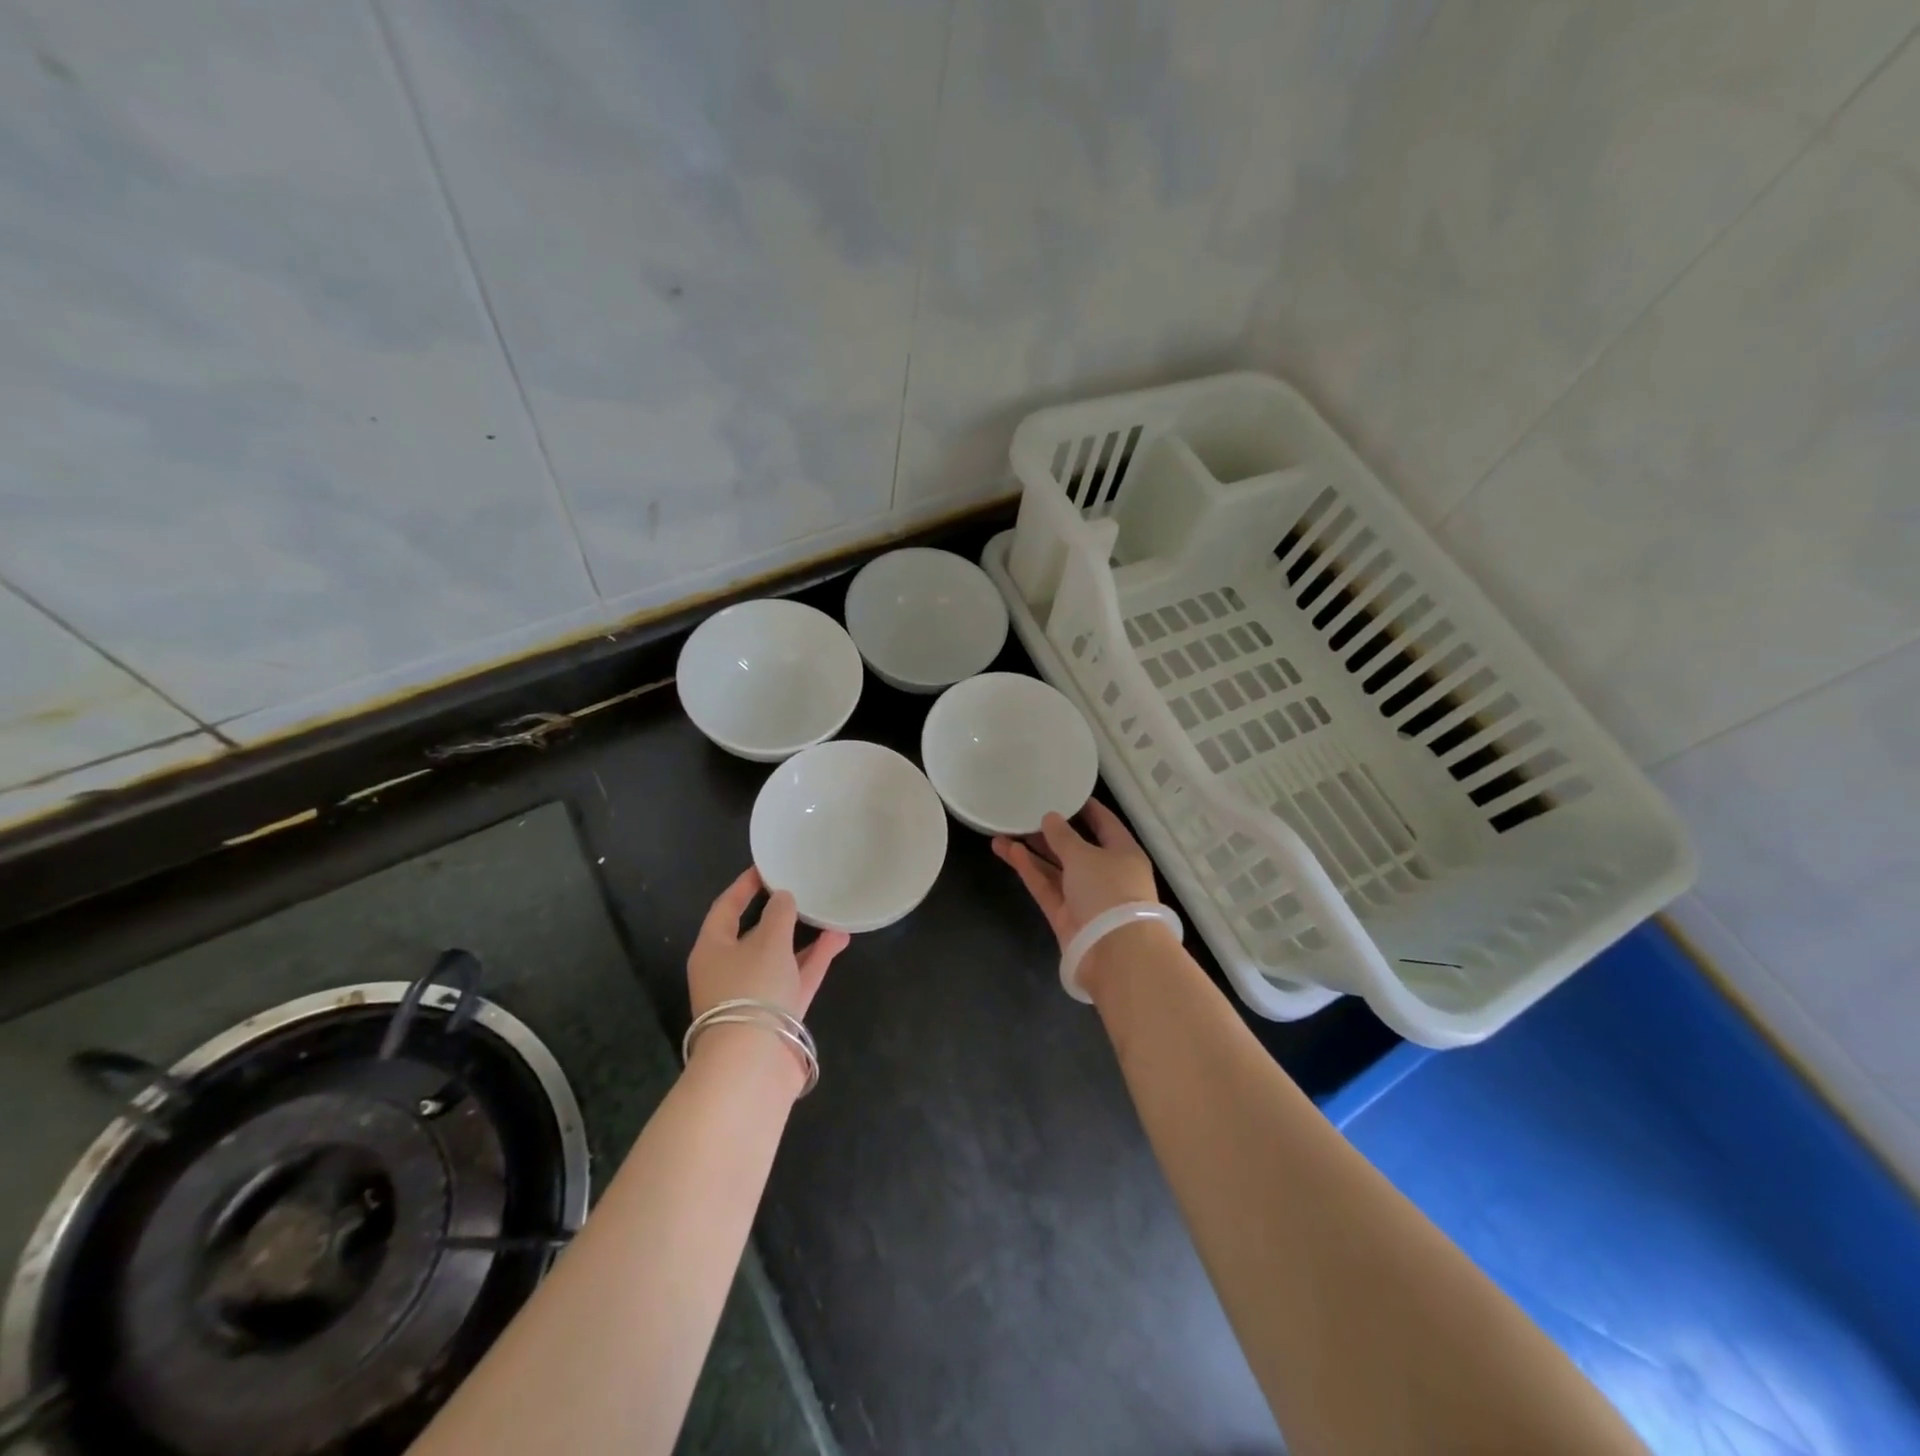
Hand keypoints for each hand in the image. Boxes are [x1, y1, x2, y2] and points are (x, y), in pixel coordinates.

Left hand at [689, 867, 849, 1020]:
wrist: (753, 1064)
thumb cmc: (752, 989)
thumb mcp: (768, 942)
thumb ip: (779, 915)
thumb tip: (783, 898)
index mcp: (712, 949)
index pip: (725, 908)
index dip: (744, 887)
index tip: (765, 868)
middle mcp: (728, 970)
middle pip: (753, 934)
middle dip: (779, 914)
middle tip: (801, 890)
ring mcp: (753, 995)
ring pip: (780, 957)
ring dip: (804, 936)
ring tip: (830, 912)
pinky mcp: (777, 1014)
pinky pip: (796, 977)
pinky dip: (815, 959)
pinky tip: (839, 938)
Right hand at [992, 801, 1160, 951]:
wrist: (1114, 953)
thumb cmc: (1109, 890)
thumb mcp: (1085, 855)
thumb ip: (1063, 836)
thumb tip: (1050, 818)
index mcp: (1123, 853)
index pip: (1105, 824)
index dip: (1086, 808)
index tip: (1064, 793)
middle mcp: (1105, 873)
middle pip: (1075, 847)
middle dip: (1049, 833)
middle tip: (1023, 814)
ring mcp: (1084, 897)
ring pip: (1055, 868)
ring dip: (1031, 851)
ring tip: (1002, 832)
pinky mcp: (1065, 916)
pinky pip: (1046, 886)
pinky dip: (1030, 870)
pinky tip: (1009, 851)